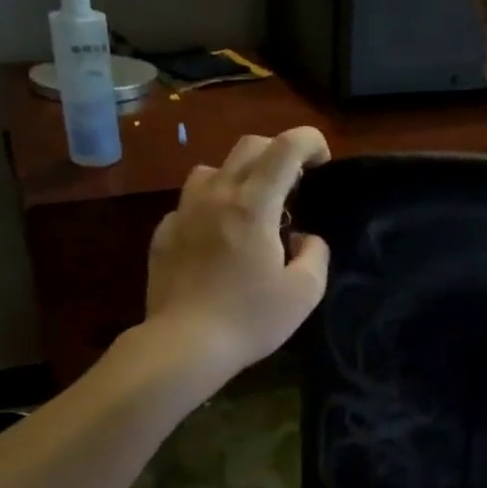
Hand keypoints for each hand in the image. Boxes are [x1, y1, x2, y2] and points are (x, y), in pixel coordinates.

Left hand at [144, 126, 331, 378]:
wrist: (183, 346)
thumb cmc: (250, 318)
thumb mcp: (304, 292)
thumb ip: (315, 254)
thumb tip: (304, 238)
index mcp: (253, 204)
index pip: (285, 147)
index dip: (310, 141)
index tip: (322, 161)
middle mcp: (216, 195)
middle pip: (248, 146)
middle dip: (278, 152)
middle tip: (294, 183)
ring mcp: (184, 212)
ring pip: (212, 169)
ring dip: (239, 176)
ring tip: (251, 207)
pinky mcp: (163, 233)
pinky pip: (190, 204)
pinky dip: (210, 208)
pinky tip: (217, 239)